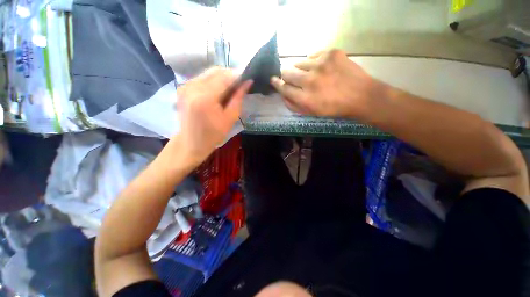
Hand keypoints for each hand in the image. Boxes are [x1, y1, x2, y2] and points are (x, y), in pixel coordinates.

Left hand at [170, 67, 251, 166]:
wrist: (191, 142)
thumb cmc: (213, 134)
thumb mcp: (230, 118)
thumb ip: (238, 98)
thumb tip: (248, 82)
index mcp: (205, 97)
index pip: (224, 77)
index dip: (238, 76)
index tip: (247, 79)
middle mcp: (192, 87)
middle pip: (215, 71)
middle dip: (230, 75)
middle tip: (240, 85)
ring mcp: (185, 85)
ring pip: (208, 72)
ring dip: (222, 77)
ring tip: (230, 88)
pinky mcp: (182, 87)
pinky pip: (202, 77)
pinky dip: (213, 81)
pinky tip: (218, 91)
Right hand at [271, 49, 384, 117]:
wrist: (360, 96)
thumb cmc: (333, 108)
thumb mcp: (311, 113)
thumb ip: (294, 105)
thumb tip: (283, 94)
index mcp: (305, 98)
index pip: (283, 88)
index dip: (277, 84)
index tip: (273, 80)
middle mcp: (310, 80)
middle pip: (286, 72)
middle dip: (287, 76)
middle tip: (294, 78)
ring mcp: (321, 64)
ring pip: (299, 62)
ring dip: (301, 69)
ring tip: (312, 74)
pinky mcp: (331, 53)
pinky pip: (313, 55)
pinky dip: (314, 62)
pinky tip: (322, 68)